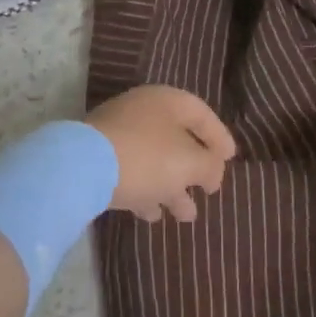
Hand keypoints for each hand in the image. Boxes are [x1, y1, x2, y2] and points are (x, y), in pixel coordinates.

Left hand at [86, 85, 236, 222]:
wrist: (84, 166)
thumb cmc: (148, 157)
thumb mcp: (190, 162)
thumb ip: (209, 165)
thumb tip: (213, 170)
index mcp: (167, 100)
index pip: (201, 113)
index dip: (219, 137)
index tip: (231, 160)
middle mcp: (143, 110)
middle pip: (178, 137)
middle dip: (195, 168)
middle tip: (209, 191)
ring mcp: (119, 131)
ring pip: (156, 158)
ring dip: (173, 186)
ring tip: (187, 216)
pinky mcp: (101, 155)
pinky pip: (133, 170)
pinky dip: (147, 190)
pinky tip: (153, 215)